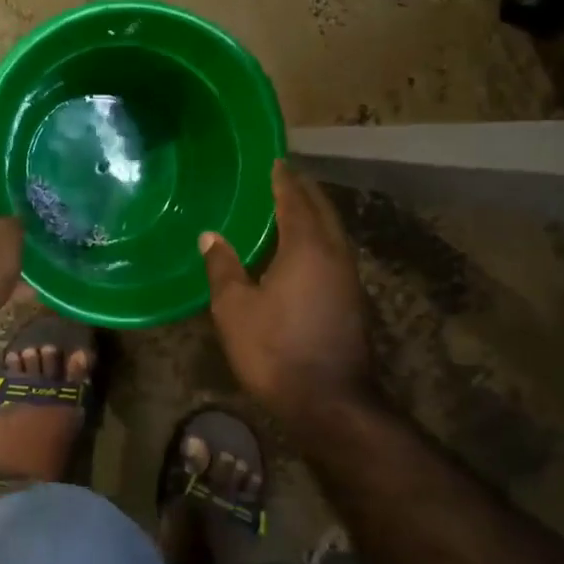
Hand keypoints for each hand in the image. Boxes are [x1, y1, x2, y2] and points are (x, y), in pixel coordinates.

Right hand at [200, 160, 375, 426]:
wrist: (331, 402)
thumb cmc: (276, 351)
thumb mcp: (235, 310)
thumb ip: (223, 268)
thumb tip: (210, 236)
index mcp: (307, 247)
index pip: (295, 199)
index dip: (284, 179)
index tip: (274, 161)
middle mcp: (335, 253)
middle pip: (322, 210)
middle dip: (303, 191)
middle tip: (282, 178)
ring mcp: (349, 277)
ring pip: (332, 232)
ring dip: (314, 214)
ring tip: (291, 207)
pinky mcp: (353, 299)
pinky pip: (334, 252)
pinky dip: (319, 238)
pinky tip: (302, 250)